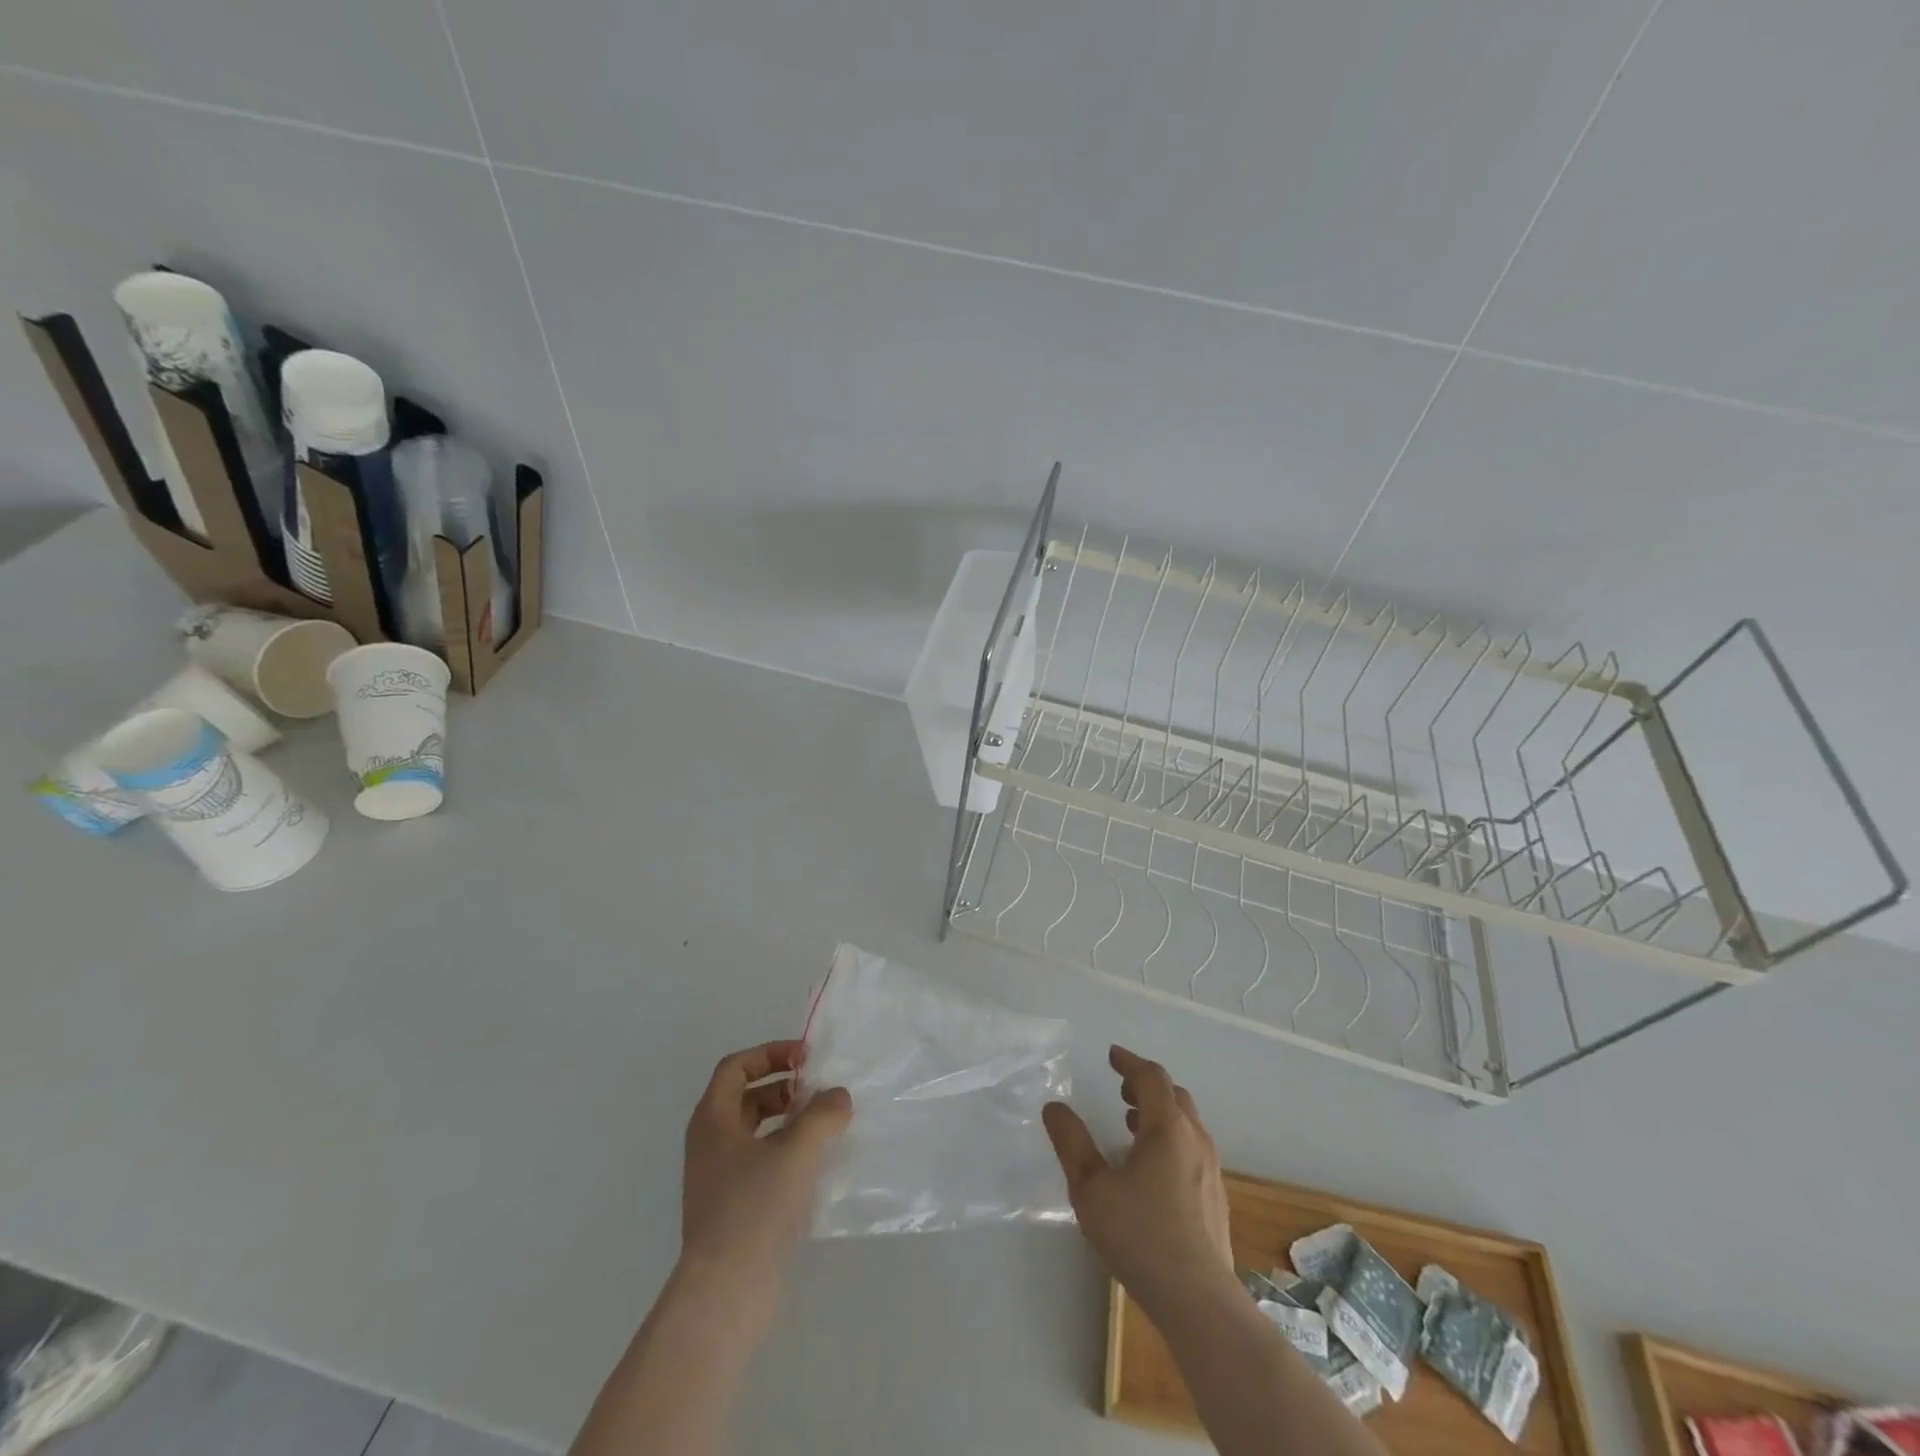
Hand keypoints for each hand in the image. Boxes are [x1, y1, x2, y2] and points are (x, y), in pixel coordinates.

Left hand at [680, 1040, 851, 1292]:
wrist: (726, 1293)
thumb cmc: (755, 1207)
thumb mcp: (797, 1150)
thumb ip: (823, 1113)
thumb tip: (838, 1096)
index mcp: (713, 1119)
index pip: (736, 1066)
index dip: (771, 1053)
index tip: (806, 1058)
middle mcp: (710, 1144)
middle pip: (746, 1097)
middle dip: (784, 1088)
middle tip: (818, 1093)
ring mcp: (718, 1179)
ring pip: (755, 1132)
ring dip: (789, 1121)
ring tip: (824, 1127)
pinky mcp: (732, 1209)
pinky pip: (761, 1163)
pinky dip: (787, 1153)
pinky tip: (816, 1166)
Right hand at [1042, 1046, 1233, 1318]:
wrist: (1199, 1301)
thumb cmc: (1140, 1237)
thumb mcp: (1091, 1189)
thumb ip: (1071, 1143)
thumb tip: (1055, 1108)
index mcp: (1167, 1128)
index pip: (1151, 1078)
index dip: (1130, 1062)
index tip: (1112, 1056)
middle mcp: (1195, 1140)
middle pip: (1174, 1096)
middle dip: (1146, 1086)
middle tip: (1121, 1090)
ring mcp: (1211, 1170)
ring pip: (1187, 1124)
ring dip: (1160, 1114)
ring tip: (1132, 1126)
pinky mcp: (1216, 1198)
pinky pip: (1193, 1149)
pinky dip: (1171, 1140)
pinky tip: (1152, 1170)